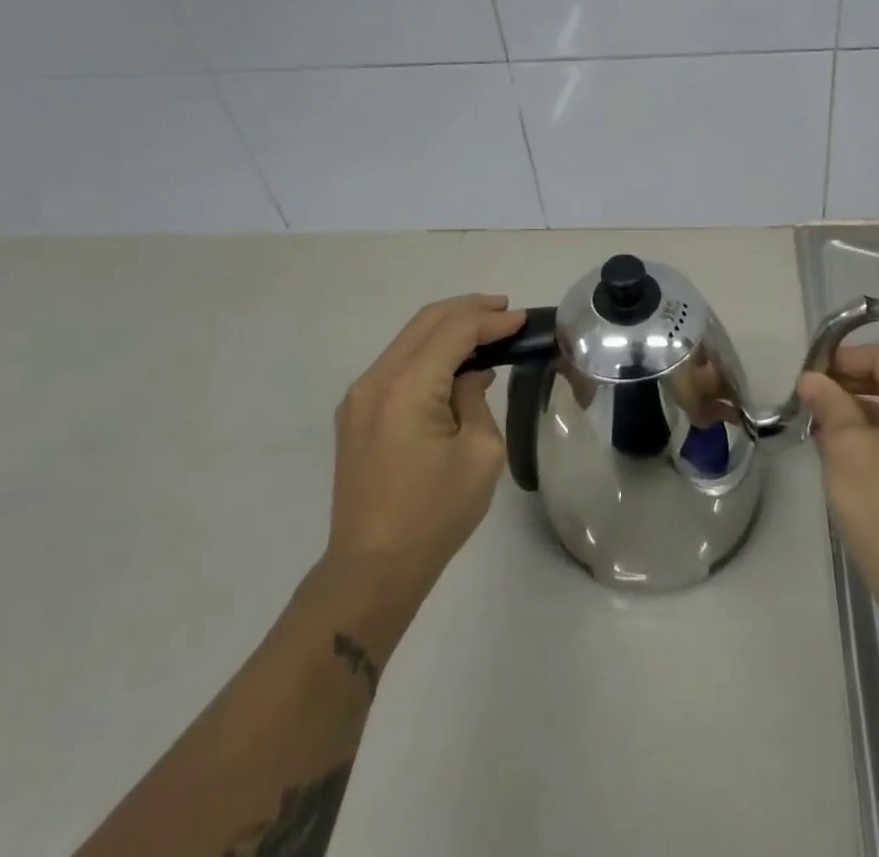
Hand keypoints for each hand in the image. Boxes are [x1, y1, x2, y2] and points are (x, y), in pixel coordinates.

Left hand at [318, 294, 521, 641]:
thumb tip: (471, 376)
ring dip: (447, 327)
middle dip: (468, 309)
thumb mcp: (479, 454)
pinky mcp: (356, 414)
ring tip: (485, 328)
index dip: (490, 320)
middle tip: (505, 310)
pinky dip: (428, 350)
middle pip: (425, 322)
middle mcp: (376, 381)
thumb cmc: (435, 514)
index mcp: (407, 388)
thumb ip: (477, 400)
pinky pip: (397, 363)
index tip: (522, 319)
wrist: (372, 569)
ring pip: (408, 339)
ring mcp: (360, 397)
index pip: (454, 332)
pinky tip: (454, 361)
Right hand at [797, 345, 878, 650]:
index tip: (807, 374)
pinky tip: (832, 446)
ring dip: (851, 409)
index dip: (843, 358)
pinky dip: (864, 432)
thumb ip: (829, 403)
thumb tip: (810, 378)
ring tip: (813, 419)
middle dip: (845, 383)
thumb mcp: (847, 447)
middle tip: (806, 396)